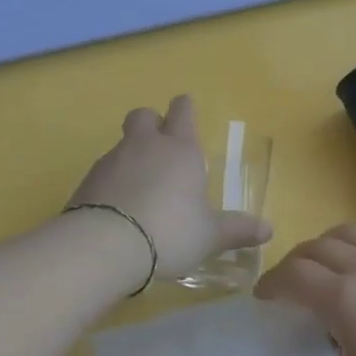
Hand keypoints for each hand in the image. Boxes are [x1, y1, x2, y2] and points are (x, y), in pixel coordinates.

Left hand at [68, 95, 271, 284]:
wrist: (104, 246)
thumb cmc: (169, 232)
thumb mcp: (209, 236)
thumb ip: (236, 230)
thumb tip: (269, 229)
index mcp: (180, 149)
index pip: (183, 111)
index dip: (185, 109)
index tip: (187, 113)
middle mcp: (145, 145)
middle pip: (144, 116)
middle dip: (152, 124)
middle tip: (161, 148)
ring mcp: (112, 161)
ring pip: (122, 144)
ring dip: (131, 157)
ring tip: (141, 190)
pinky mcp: (87, 182)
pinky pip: (103, 172)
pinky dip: (112, 183)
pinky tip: (119, 209)